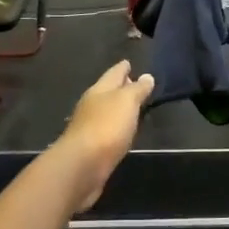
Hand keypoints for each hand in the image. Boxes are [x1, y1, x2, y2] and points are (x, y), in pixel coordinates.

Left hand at [57, 60, 154, 209]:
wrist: (82, 166)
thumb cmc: (106, 127)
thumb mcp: (127, 102)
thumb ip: (137, 89)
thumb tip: (146, 76)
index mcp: (99, 90)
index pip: (113, 74)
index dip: (122, 68)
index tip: (129, 62)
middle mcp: (91, 106)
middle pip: (107, 92)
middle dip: (120, 87)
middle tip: (135, 84)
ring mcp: (89, 127)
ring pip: (106, 111)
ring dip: (118, 108)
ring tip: (133, 107)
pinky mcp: (91, 148)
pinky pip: (107, 131)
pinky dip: (115, 127)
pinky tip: (122, 132)